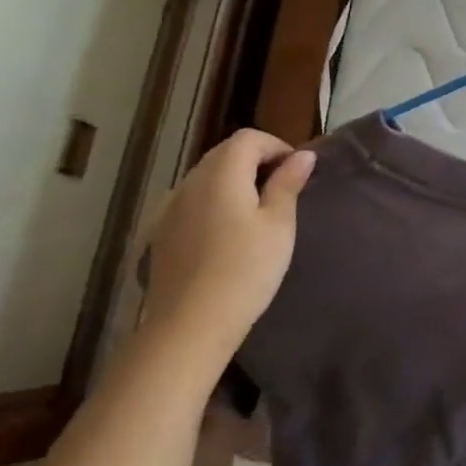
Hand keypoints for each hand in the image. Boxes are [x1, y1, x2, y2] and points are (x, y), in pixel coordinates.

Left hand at [142, 129, 315, 365]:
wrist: (189, 327)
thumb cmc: (245, 270)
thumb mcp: (279, 225)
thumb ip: (288, 184)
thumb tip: (303, 155)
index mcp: (221, 173)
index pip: (249, 138)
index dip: (276, 146)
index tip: (296, 172)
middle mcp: (190, 182)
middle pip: (224, 153)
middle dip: (255, 161)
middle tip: (282, 190)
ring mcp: (170, 208)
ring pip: (206, 177)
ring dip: (234, 182)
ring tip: (257, 212)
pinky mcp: (161, 234)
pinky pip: (192, 202)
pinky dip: (214, 203)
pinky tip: (227, 234)